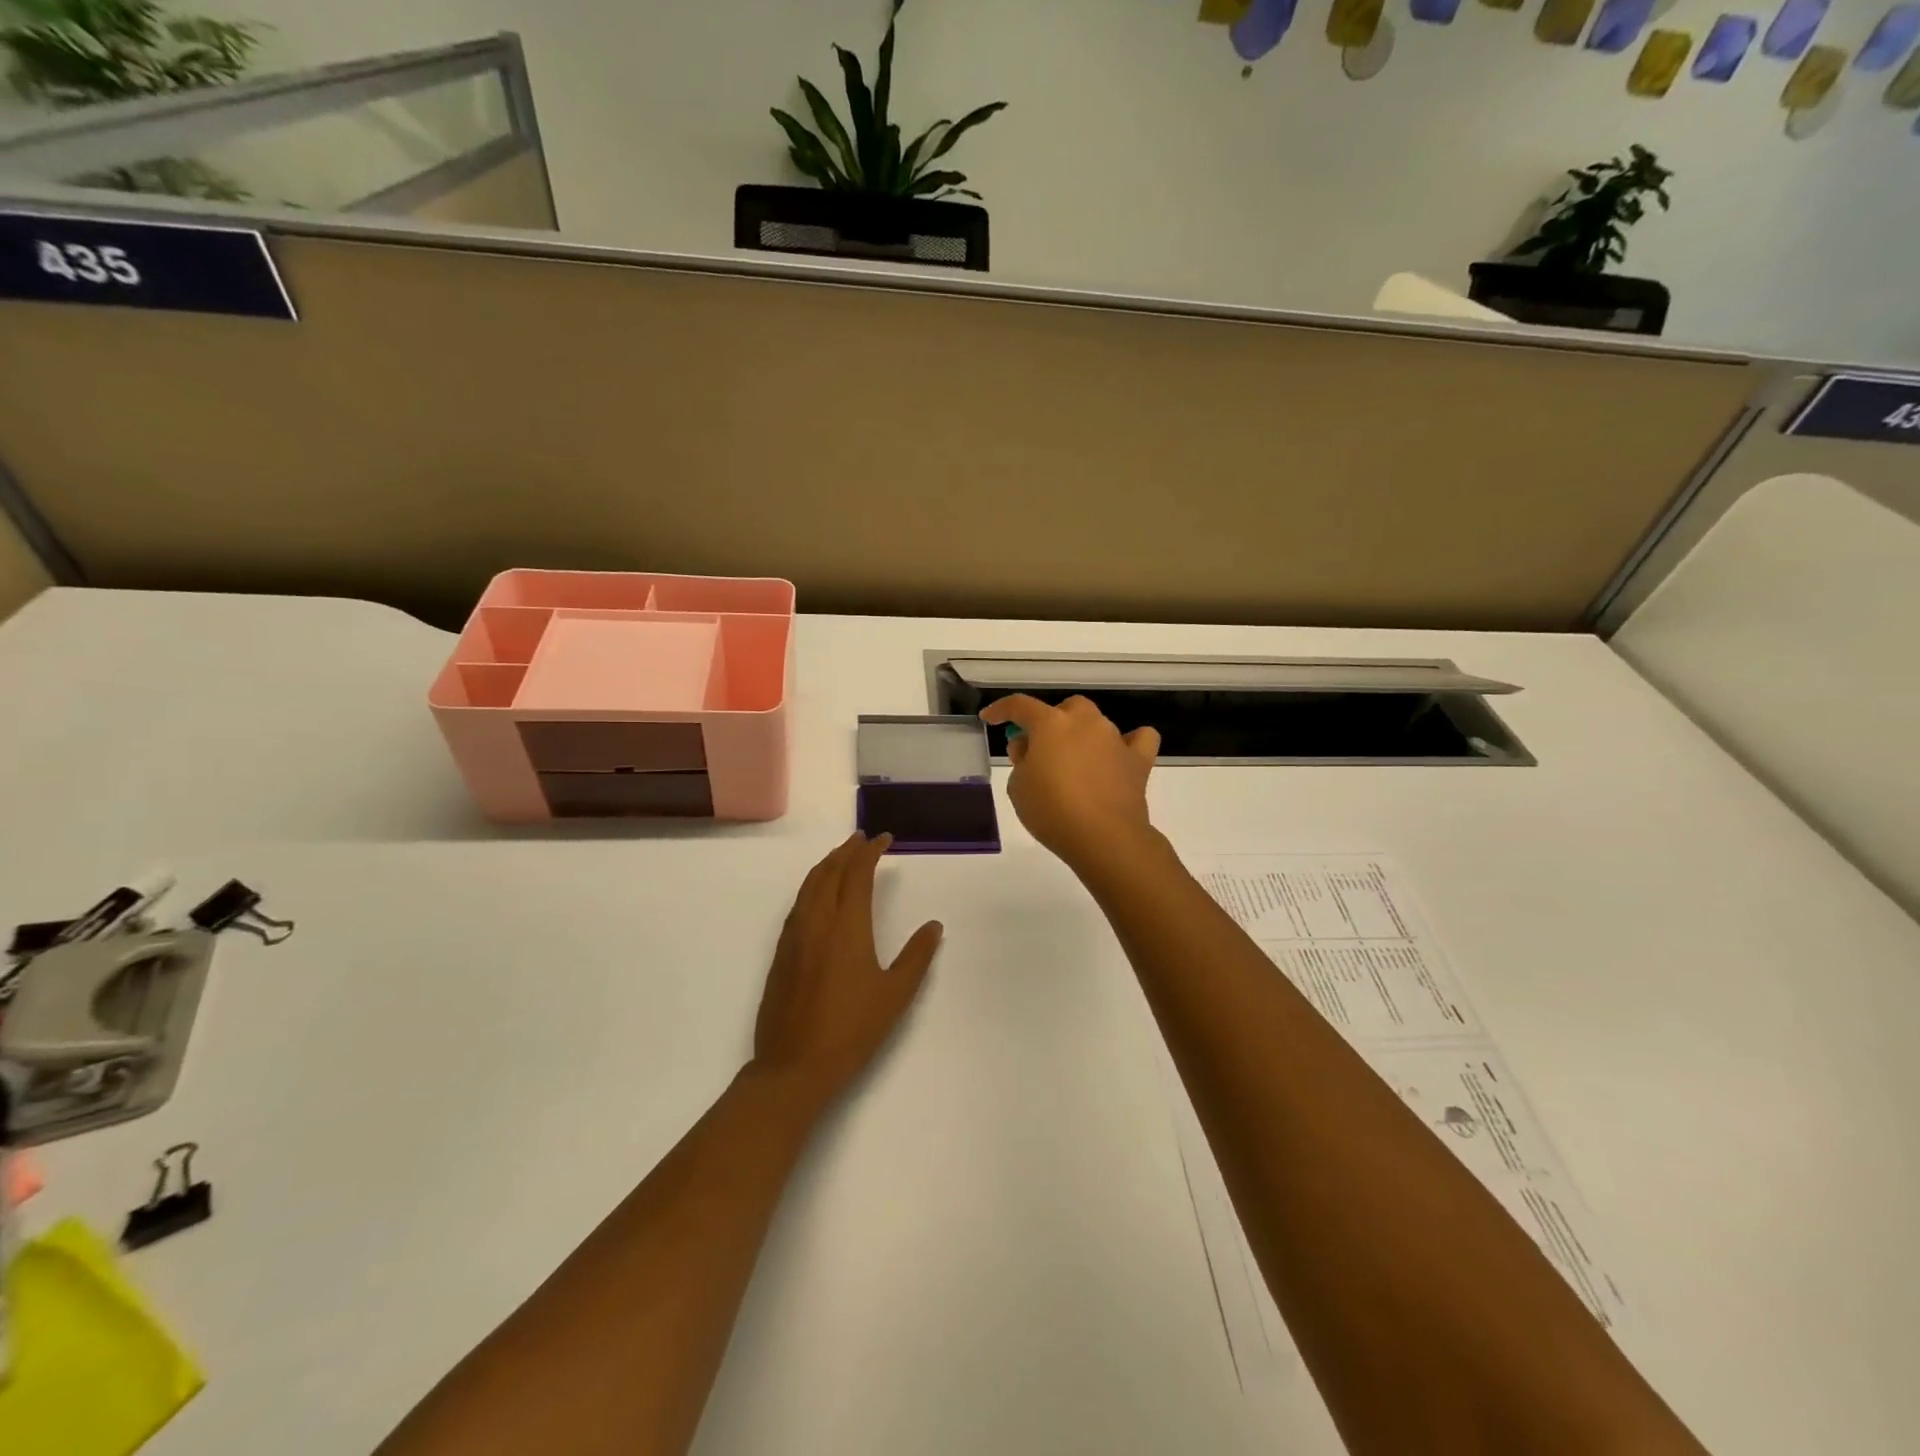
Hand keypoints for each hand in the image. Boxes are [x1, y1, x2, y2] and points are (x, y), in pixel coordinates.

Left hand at [751, 832, 942, 1103]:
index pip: (858, 874)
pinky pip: (797, 905)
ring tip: (841, 857)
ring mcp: (794, 937)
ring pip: (809, 886)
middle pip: (829, 873)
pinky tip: (817, 896)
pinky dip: (811, 887)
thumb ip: (916, 956)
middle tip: (862, 839)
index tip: (884, 839)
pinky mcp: (781, 954)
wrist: (794, 1066)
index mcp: (847, 927)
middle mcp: (817, 922)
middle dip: (847, 851)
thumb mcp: (895, 995)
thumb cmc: (852, 1030)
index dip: (870, 852)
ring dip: (826, 865)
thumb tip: (934, 926)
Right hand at [979, 695, 1160, 872]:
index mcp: (1051, 724)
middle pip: (1066, 709)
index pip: (1020, 706)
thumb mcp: (1018, 787)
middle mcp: (1085, 722)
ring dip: (1082, 736)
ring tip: (1074, 764)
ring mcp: (1114, 738)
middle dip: (1051, 723)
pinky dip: (1128, 743)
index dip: (1002, 709)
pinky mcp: (1138, 760)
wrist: (1104, 837)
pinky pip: (1138, 739)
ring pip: (1096, 723)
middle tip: (1040, 750)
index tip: (991, 717)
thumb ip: (1021, 760)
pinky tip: (1119, 756)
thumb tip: (1030, 747)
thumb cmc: (1052, 811)